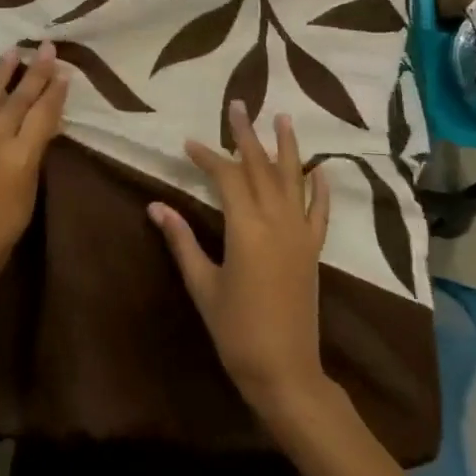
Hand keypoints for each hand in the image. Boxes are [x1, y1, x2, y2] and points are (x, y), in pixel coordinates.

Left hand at [0, 43, 69, 320]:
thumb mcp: (25, 203)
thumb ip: (31, 162)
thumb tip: (40, 131)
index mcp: (21, 160)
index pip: (43, 115)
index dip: (55, 92)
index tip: (63, 71)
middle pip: (19, 99)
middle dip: (35, 71)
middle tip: (45, 47)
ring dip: (1, 70)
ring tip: (14, 51)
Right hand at [148, 101, 331, 419]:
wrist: (285, 371)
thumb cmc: (235, 329)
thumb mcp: (202, 283)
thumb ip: (181, 240)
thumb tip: (155, 205)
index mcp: (246, 228)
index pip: (226, 177)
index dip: (208, 157)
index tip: (189, 143)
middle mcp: (277, 222)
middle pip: (261, 168)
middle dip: (247, 136)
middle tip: (238, 105)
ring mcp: (300, 235)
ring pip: (294, 180)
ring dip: (288, 148)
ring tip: (284, 118)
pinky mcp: (313, 251)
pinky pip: (320, 212)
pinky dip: (320, 188)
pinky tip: (319, 169)